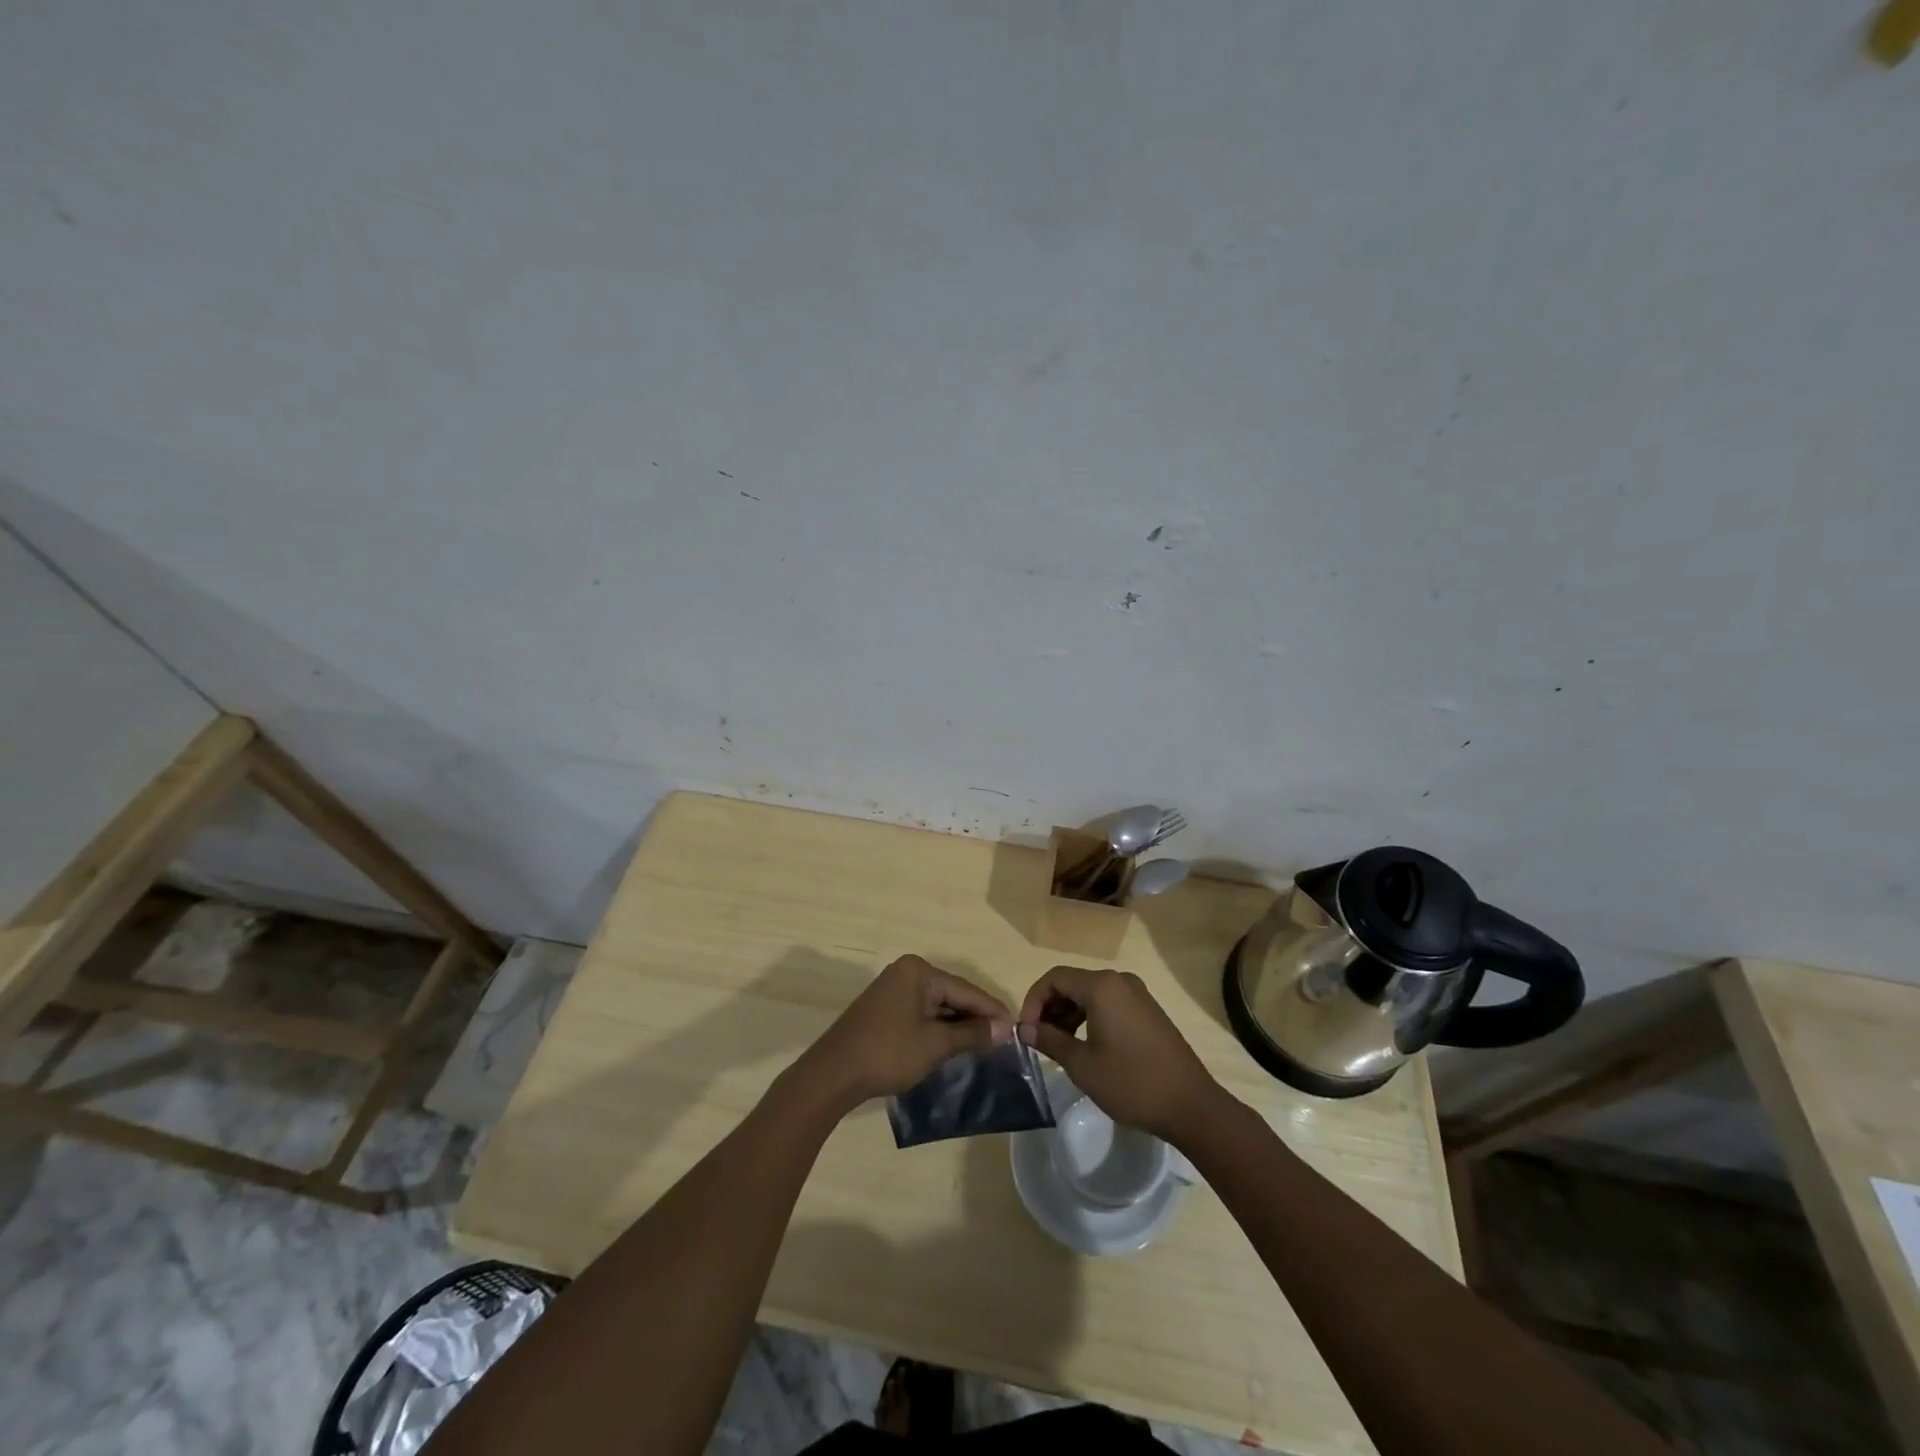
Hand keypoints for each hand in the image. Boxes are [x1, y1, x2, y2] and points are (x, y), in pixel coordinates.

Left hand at [798, 955, 1011, 1111]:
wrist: (833, 1074)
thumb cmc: (888, 1053)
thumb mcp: (935, 1045)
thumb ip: (971, 1033)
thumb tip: (1005, 1029)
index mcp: (919, 971)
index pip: (965, 990)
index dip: (992, 1010)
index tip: (1016, 1028)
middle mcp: (906, 971)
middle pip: (952, 993)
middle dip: (976, 1017)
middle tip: (1003, 1038)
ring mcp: (893, 988)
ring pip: (937, 1004)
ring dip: (958, 1023)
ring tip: (985, 1043)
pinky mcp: (884, 1007)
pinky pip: (921, 1011)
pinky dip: (938, 1026)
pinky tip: (953, 1042)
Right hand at [1017, 966, 1221, 1142]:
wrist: (1190, 1104)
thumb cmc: (1131, 1082)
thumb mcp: (1082, 1065)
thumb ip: (1050, 1041)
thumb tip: (1024, 1029)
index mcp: (1101, 986)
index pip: (1054, 978)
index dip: (1033, 1001)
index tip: (1026, 1031)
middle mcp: (1119, 981)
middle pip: (1072, 983)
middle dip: (1050, 1008)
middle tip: (1039, 1040)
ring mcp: (1137, 994)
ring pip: (1091, 994)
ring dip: (1069, 1014)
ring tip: (1060, 1046)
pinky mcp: (1148, 1010)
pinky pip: (1109, 1003)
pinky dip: (1090, 1017)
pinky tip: (1086, 1045)